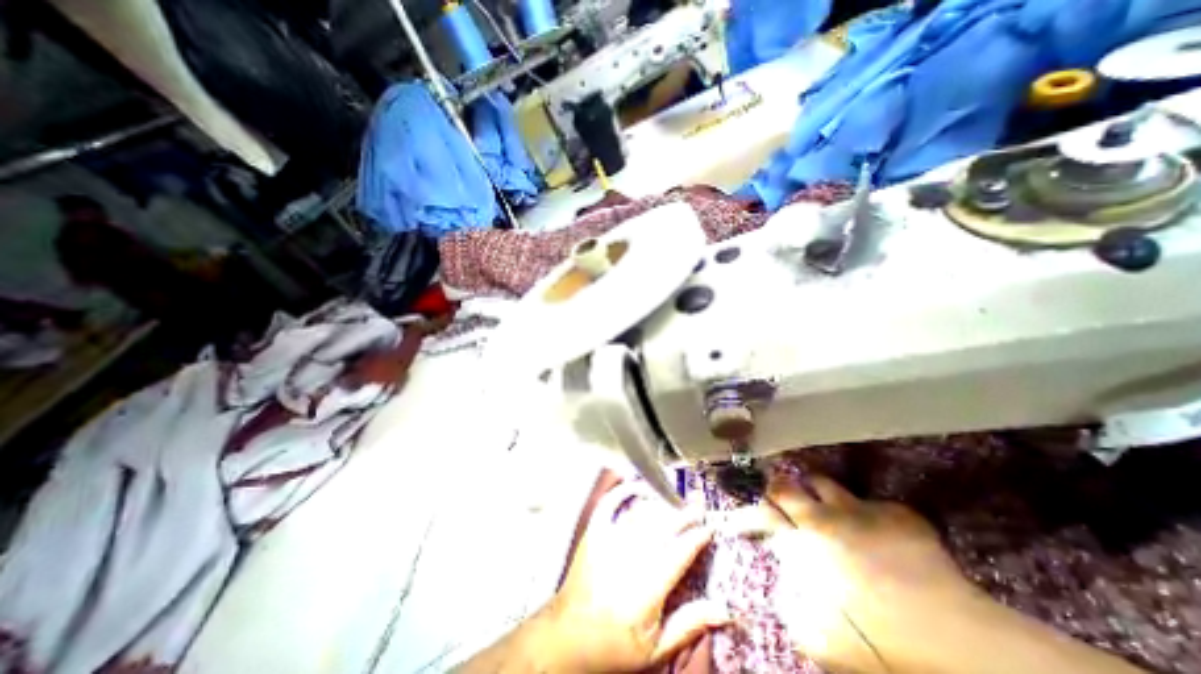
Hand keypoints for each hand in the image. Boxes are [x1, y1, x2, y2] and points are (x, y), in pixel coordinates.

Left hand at [547, 482, 732, 670]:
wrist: (568, 635)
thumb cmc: (614, 646)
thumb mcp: (655, 649)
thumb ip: (689, 625)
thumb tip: (725, 610)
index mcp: (647, 588)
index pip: (679, 553)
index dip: (696, 537)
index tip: (710, 528)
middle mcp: (629, 557)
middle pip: (663, 527)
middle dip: (684, 514)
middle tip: (699, 505)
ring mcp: (609, 540)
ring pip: (641, 514)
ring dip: (661, 504)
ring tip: (676, 499)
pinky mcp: (594, 532)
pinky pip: (610, 504)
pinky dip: (624, 491)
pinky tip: (638, 486)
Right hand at [726, 473, 980, 672]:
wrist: (954, 642)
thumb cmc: (877, 645)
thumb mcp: (818, 638)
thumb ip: (792, 605)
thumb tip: (784, 585)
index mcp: (801, 545)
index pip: (761, 516)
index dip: (746, 514)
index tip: (737, 520)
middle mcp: (822, 518)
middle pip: (785, 486)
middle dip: (775, 489)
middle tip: (776, 496)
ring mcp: (859, 510)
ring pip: (823, 482)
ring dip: (814, 490)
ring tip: (818, 500)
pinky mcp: (895, 513)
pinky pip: (871, 502)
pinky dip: (866, 512)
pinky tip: (875, 528)